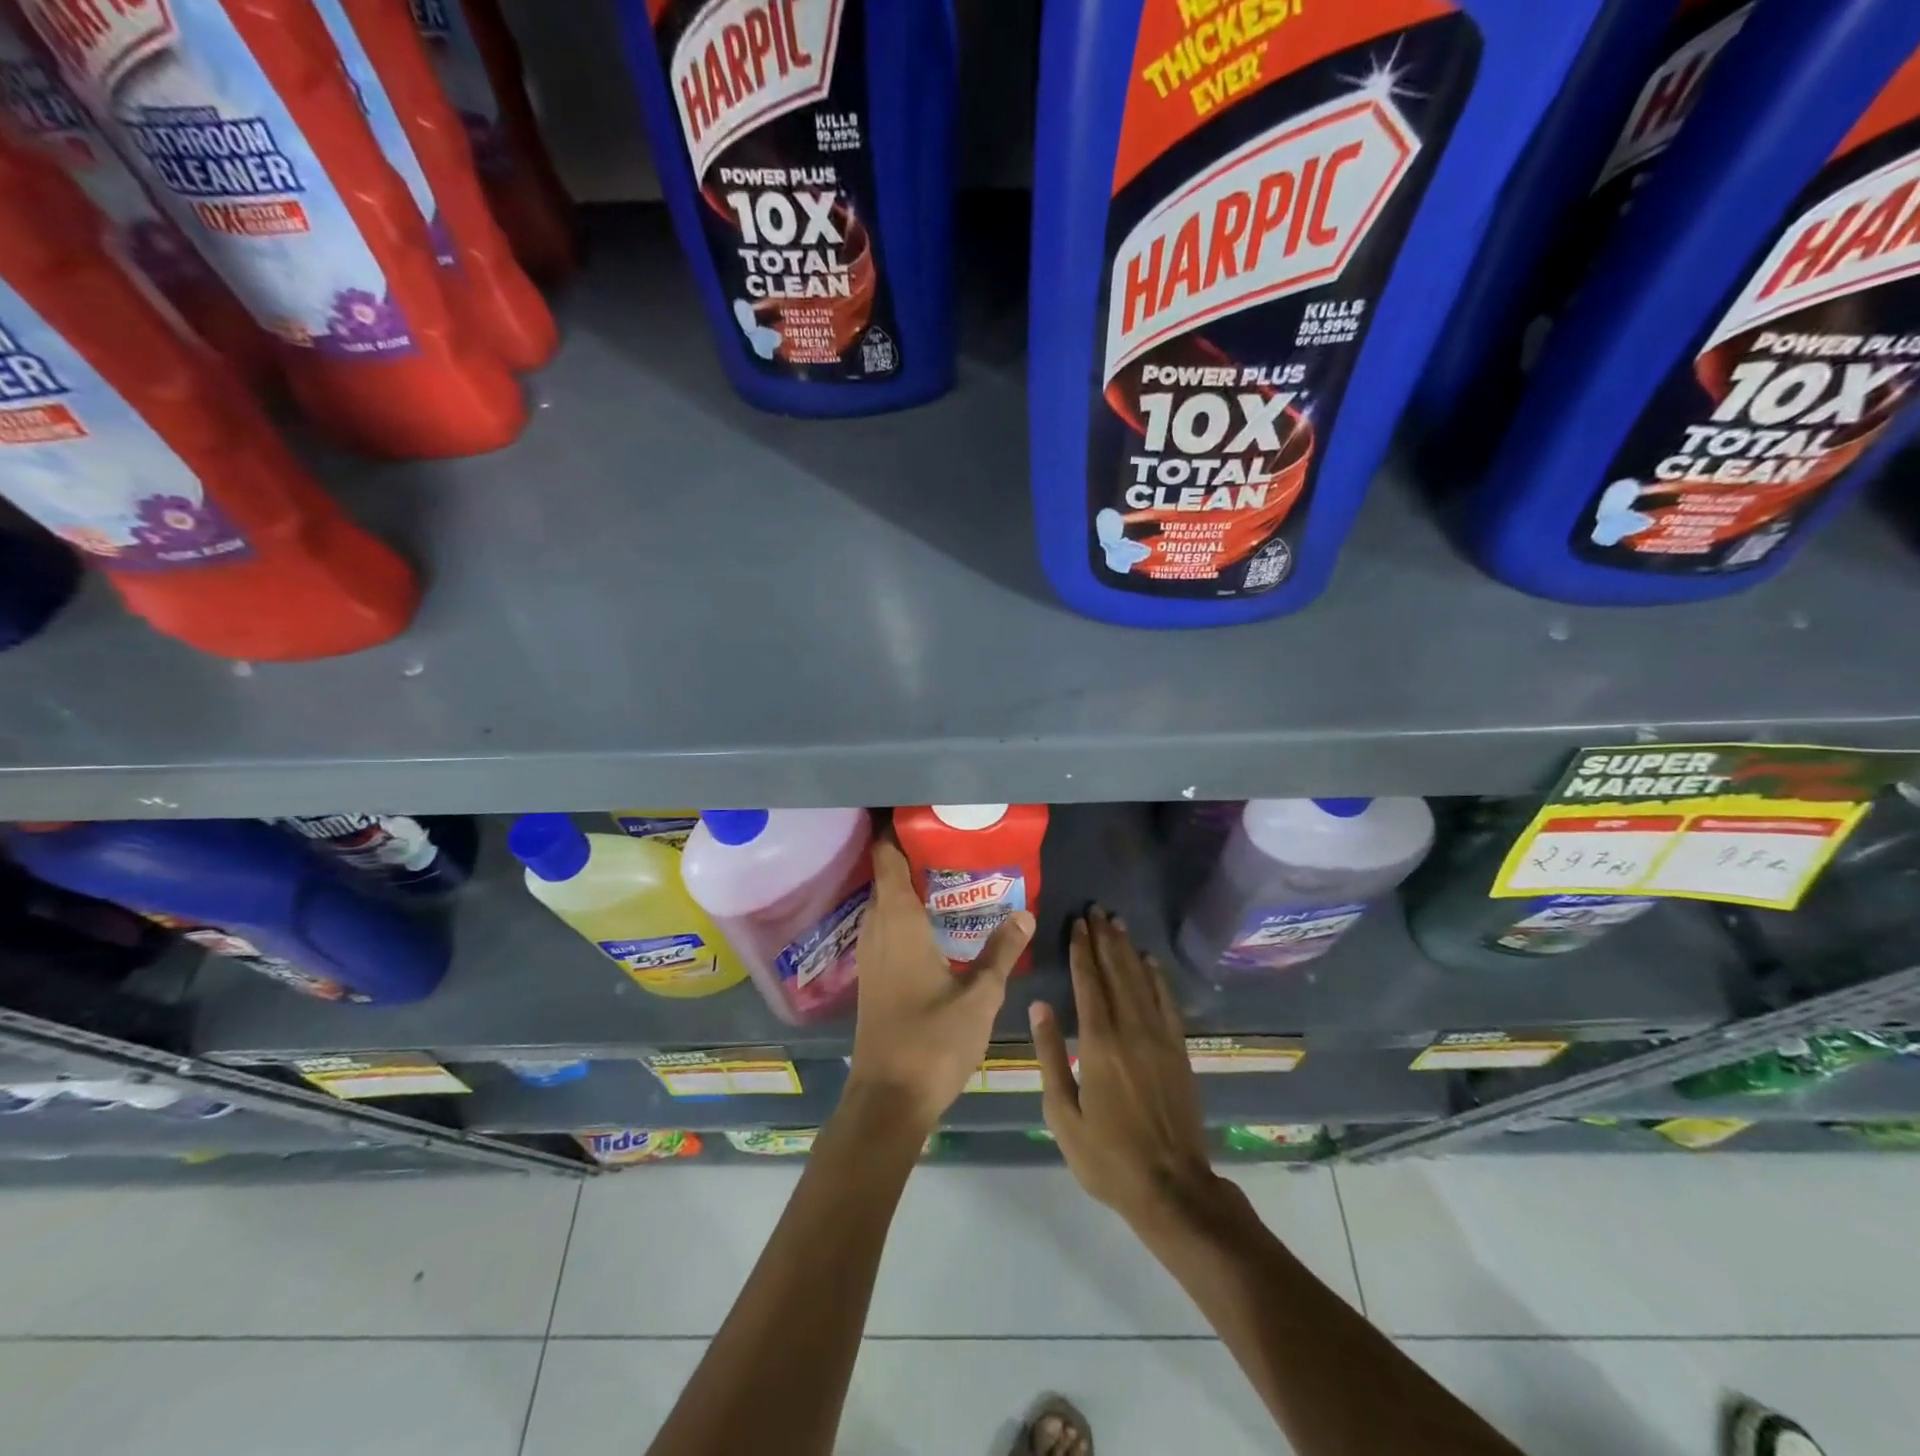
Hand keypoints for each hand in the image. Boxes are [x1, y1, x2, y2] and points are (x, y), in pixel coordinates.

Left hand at [846, 831, 1035, 1133]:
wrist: (887, 1100)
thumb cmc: (932, 1041)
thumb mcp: (979, 996)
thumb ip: (1001, 952)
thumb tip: (1025, 912)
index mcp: (898, 924)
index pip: (887, 861)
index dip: (894, 834)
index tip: (919, 816)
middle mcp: (877, 931)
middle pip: (884, 879)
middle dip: (909, 858)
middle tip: (949, 845)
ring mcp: (870, 956)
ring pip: (883, 906)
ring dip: (905, 888)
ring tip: (945, 876)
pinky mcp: (872, 977)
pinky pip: (884, 928)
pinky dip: (903, 914)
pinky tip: (931, 925)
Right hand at [1031, 907, 1217, 1229]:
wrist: (1172, 1188)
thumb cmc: (1107, 1156)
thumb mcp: (1063, 1114)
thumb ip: (1049, 1056)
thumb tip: (1039, 1007)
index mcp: (1098, 1044)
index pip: (1088, 983)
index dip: (1081, 950)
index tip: (1077, 923)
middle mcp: (1131, 1030)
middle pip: (1116, 973)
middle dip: (1104, 939)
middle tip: (1097, 909)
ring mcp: (1159, 1039)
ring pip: (1141, 981)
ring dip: (1128, 950)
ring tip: (1118, 923)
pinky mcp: (1179, 1051)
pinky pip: (1167, 1003)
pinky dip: (1158, 978)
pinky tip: (1150, 961)